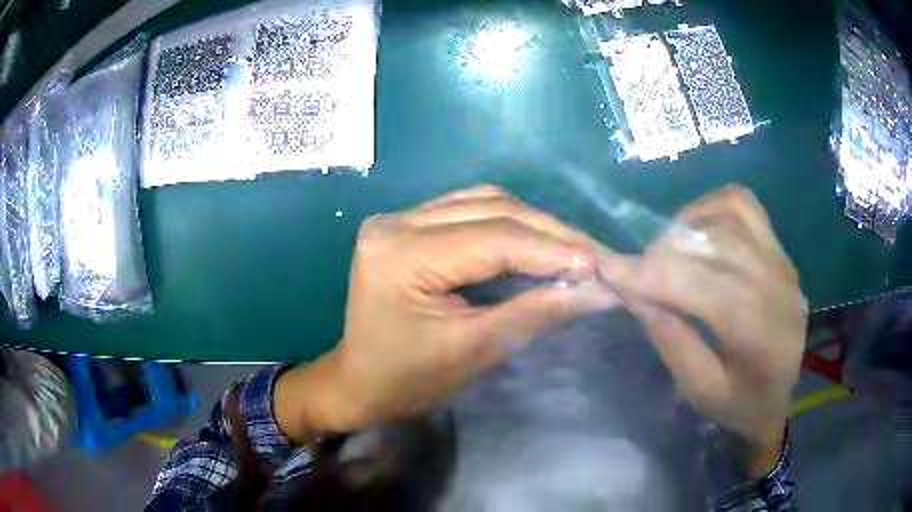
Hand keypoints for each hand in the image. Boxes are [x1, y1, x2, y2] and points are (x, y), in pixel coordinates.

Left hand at [278, 185, 616, 437]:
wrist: (359, 381)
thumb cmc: (406, 379)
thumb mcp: (472, 351)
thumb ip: (534, 313)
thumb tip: (597, 291)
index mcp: (400, 255)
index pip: (492, 239)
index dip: (552, 250)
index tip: (600, 266)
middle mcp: (396, 222)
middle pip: (490, 210)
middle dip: (550, 234)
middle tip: (595, 256)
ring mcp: (399, 218)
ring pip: (484, 202)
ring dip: (534, 224)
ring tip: (574, 249)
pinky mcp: (408, 224)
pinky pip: (470, 210)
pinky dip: (510, 224)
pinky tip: (538, 242)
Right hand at [600, 186, 805, 452]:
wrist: (780, 395)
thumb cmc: (739, 404)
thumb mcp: (699, 390)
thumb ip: (670, 339)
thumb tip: (634, 292)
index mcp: (760, 337)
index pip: (705, 287)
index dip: (653, 274)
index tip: (609, 269)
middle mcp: (777, 287)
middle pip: (714, 247)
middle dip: (663, 253)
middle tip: (635, 271)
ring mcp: (781, 261)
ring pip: (727, 217)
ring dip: (685, 228)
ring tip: (666, 254)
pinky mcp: (778, 247)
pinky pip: (742, 205)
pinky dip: (709, 209)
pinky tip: (694, 232)